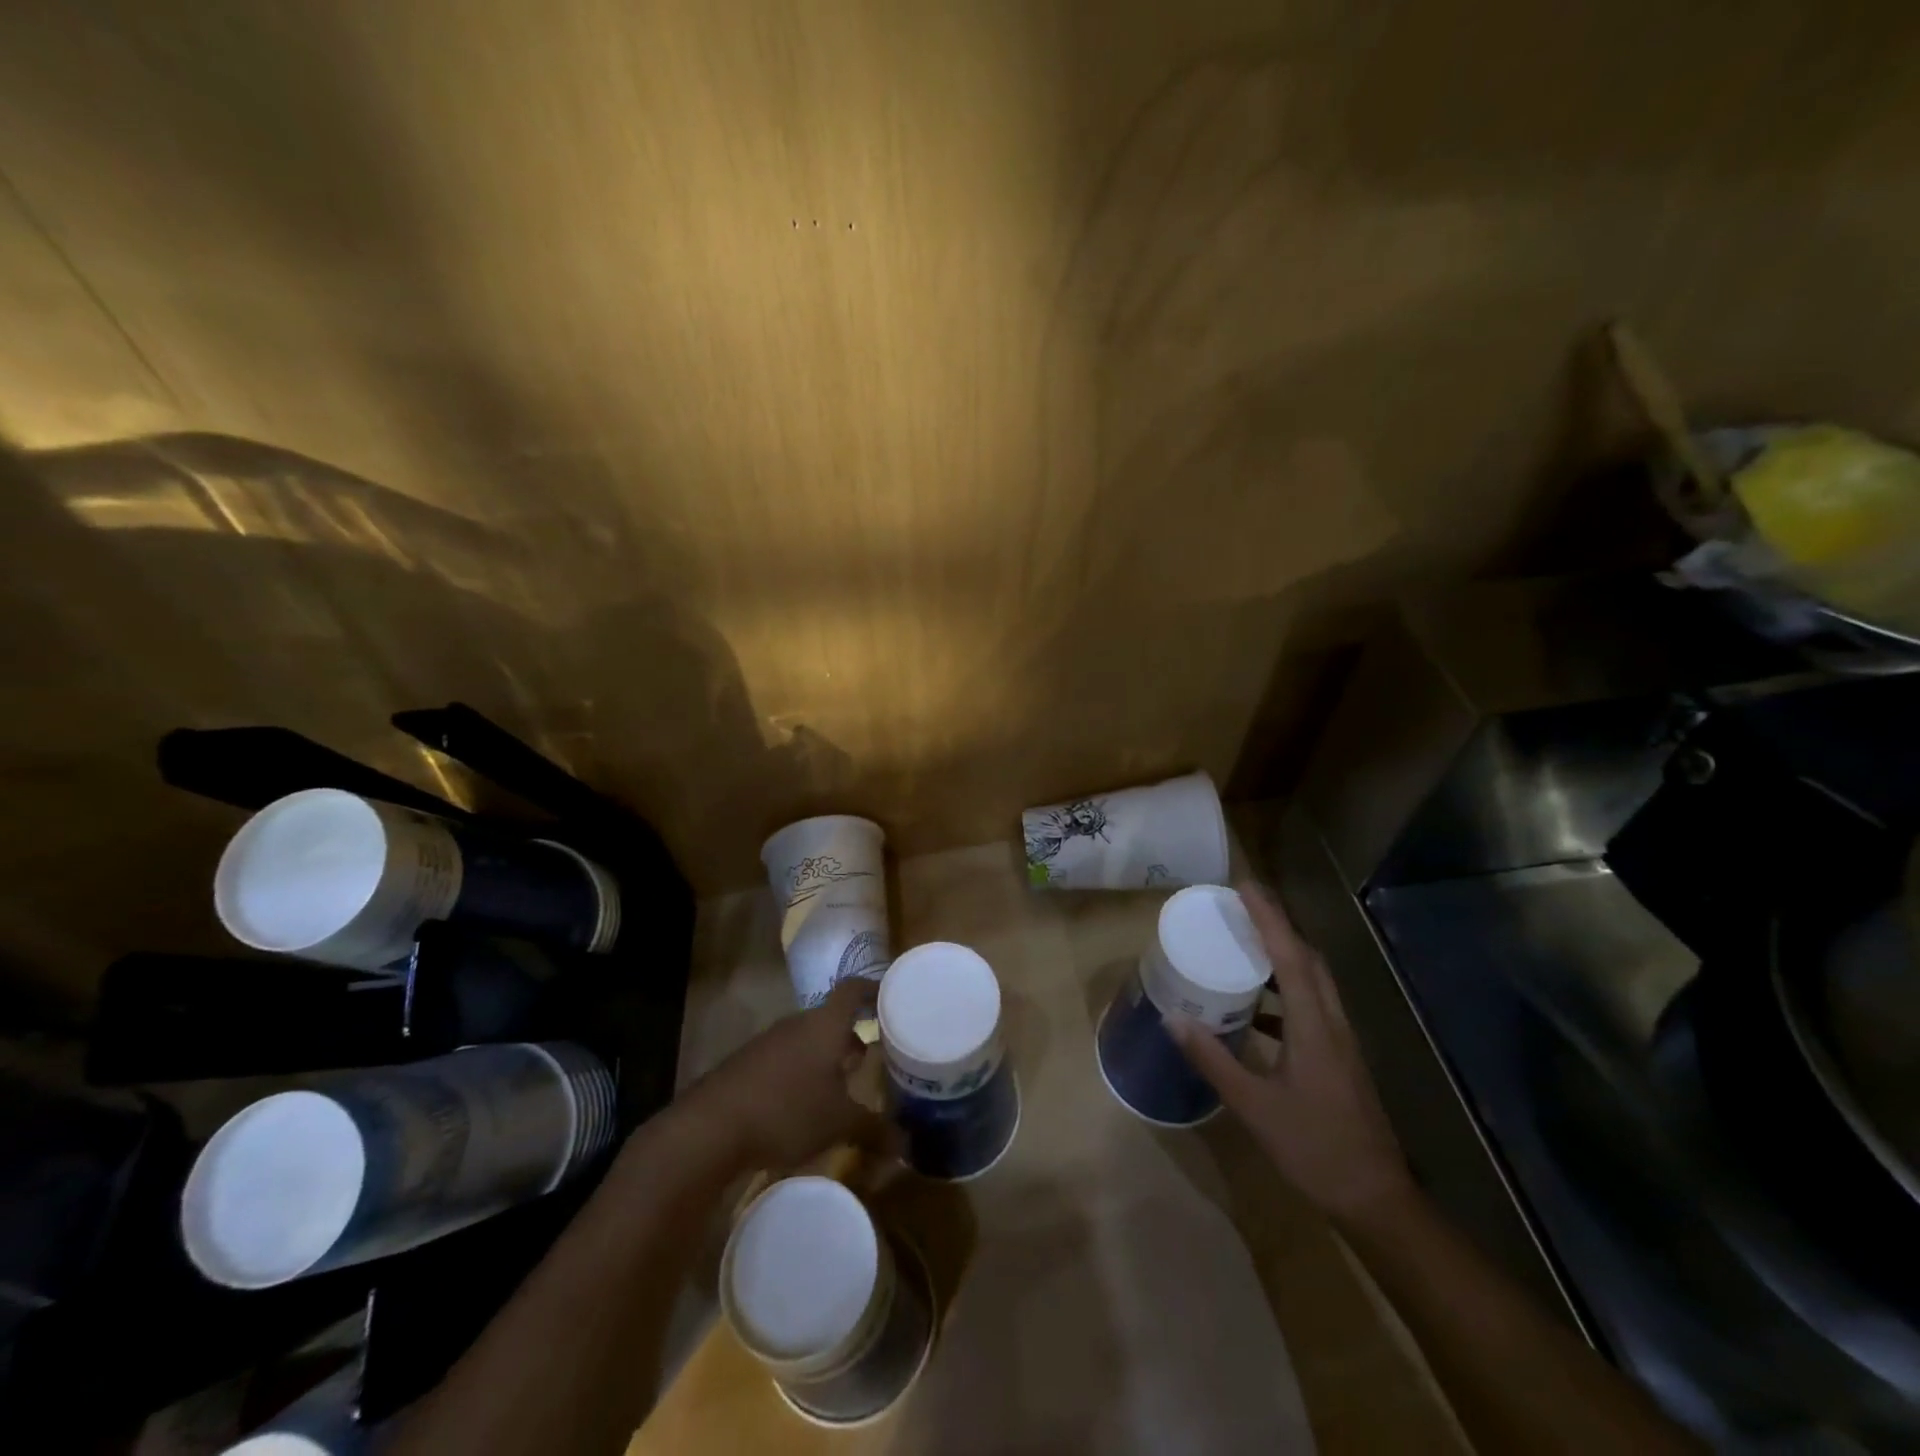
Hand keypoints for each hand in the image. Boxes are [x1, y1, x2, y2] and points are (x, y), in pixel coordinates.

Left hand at [677, 977, 893, 1170]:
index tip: (890, 997)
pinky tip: (803, 1102)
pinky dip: (801, 1071)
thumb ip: (874, 1130)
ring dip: (825, 1055)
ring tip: (840, 1084)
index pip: (853, 989)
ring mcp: (769, 1042)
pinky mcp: (747, 1064)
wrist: (711, 1126)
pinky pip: (785, 1057)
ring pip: (807, 1039)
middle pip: (830, 1017)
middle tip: (870, 1056)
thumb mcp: (839, 1124)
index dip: (872, 989)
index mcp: (825, 1025)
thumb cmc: (787, 1110)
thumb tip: (907, 1146)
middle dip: (851, 1034)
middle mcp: (798, 1023)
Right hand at [1167, 882, 1415, 1223]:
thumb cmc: (1314, 1149)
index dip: (1268, 918)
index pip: (1290, 956)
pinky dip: (1286, 989)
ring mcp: (1341, 1041)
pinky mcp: (1340, 1057)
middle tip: (1241, 907)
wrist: (1376, 1199)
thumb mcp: (1254, 1107)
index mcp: (1314, 1027)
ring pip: (1314, 980)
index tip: (1244, 886)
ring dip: (1284, 954)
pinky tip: (1259, 1008)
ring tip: (1246, 944)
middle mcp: (1332, 1023)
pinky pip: (1312, 1004)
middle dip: (1278, 926)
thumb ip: (1213, 1060)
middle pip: (1308, 959)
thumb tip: (1174, 1018)